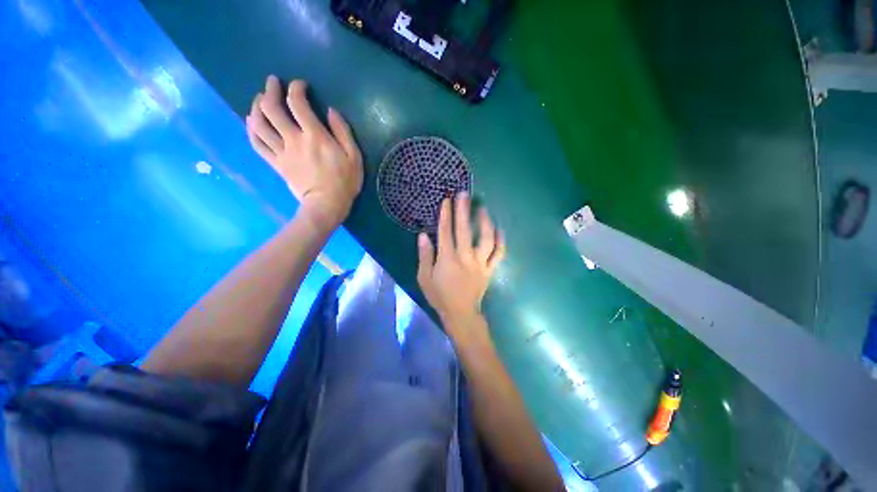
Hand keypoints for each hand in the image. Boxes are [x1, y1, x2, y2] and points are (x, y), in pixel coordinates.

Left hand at [246, 75, 362, 230]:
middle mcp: (293, 139)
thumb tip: (331, 111)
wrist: (327, 205)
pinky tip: (252, 121)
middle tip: (272, 83)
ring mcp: (282, 152)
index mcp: (315, 136)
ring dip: (256, 106)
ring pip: (259, 123)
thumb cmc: (345, 182)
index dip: (296, 88)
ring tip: (260, 99)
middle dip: (270, 90)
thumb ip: (343, 132)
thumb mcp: (354, 157)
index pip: (297, 103)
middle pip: (271, 108)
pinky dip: (251, 129)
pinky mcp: (276, 163)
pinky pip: (257, 143)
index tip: (300, 85)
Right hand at [417, 193, 505, 333]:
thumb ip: (424, 256)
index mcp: (447, 259)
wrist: (461, 314)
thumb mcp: (424, 277)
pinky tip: (500, 230)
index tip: (447, 200)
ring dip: (485, 222)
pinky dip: (501, 241)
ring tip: (483, 208)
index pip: (446, 232)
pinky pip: (498, 254)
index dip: (446, 214)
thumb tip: (423, 235)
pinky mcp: (490, 269)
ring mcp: (480, 263)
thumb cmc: (439, 296)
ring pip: (486, 239)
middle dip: (464, 210)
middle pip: (465, 230)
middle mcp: (465, 257)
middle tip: (465, 194)